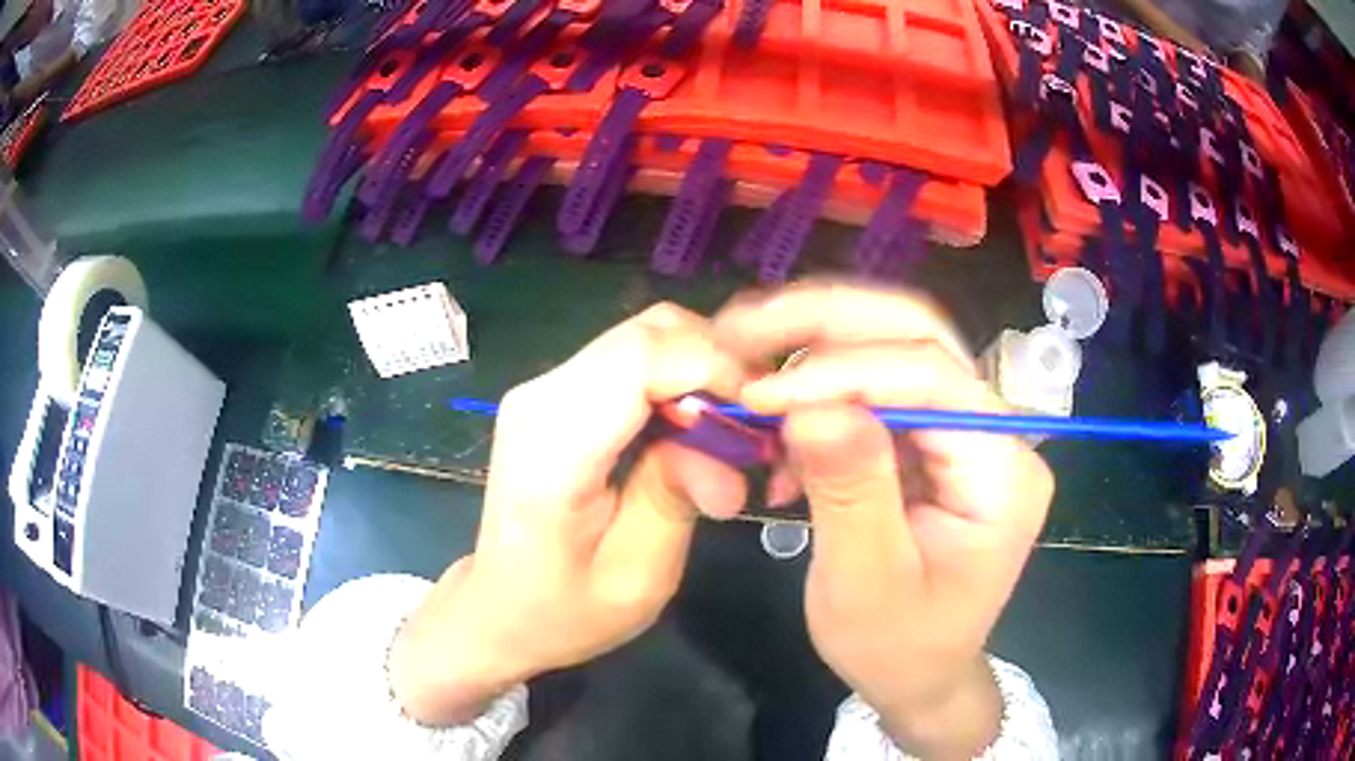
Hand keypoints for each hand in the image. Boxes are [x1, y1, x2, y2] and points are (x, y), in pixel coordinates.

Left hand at [388, 304, 750, 724]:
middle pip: (648, 333)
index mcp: (552, 449)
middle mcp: (540, 398)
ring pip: (644, 335)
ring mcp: (543, 388)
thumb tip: (729, 440)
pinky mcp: (554, 392)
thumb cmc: (564, 610)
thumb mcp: (637, 576)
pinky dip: (675, 377)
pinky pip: (631, 357)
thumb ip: (679, 495)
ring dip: (699, 370)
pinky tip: (690, 426)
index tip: (757, 418)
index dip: (714, 369)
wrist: (499, 609)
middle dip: (716, 367)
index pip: (641, 358)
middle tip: (750, 429)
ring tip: (725, 432)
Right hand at [713, 281, 1054, 758]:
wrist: (920, 674)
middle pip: (920, 336)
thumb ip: (850, 491)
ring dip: (816, 350)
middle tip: (744, 329)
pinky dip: (820, 394)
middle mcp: (997, 433)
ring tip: (750, 371)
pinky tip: (781, 436)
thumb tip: (811, 404)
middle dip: (827, 323)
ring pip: (893, 347)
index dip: (843, 370)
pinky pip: (875, 388)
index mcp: (1002, 473)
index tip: (760, 393)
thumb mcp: (866, 584)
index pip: (932, 377)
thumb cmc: (897, 646)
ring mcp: (967, 430)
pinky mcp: (933, 439)